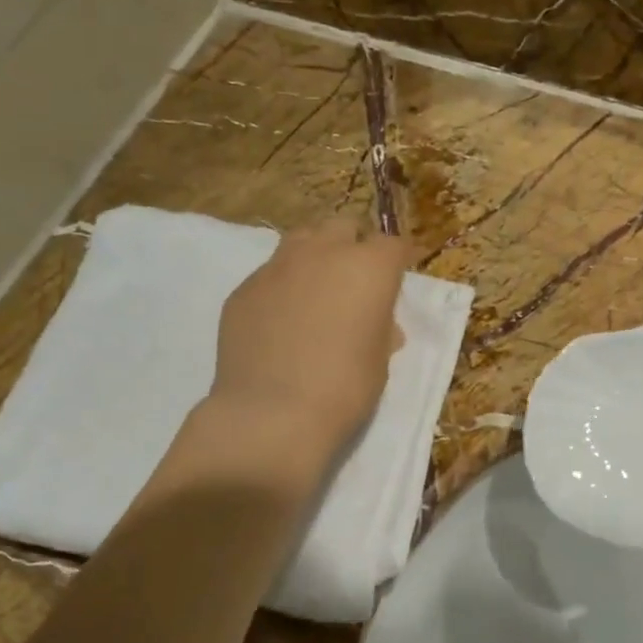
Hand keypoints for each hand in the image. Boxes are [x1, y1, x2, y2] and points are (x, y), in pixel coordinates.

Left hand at [209, 220, 411, 457]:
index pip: (392, 244)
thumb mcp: (379, 361)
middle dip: (354, 246)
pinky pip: (270, 275)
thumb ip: (381, 330)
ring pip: (302, 240)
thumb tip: (380, 323)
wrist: (272, 414)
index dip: (398, 260)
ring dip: (315, 256)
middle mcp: (323, 253)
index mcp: (368, 267)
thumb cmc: (343, 389)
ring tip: (316, 290)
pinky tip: (280, 321)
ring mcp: (277, 267)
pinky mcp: (244, 288)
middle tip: (355, 282)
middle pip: (344, 228)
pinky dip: (282, 287)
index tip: (398, 277)